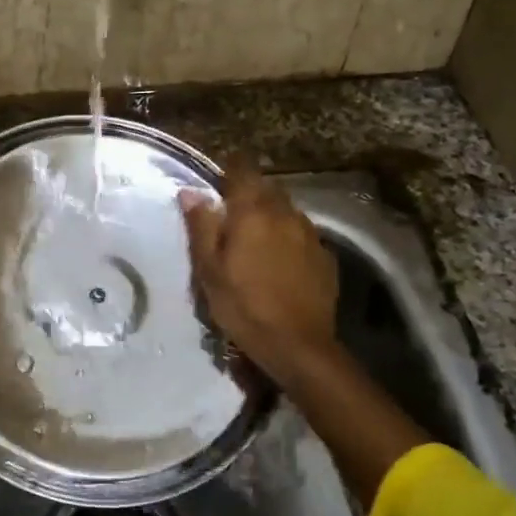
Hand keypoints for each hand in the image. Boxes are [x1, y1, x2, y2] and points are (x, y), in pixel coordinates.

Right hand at [180, 165, 339, 383]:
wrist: (298, 345)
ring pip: (286, 211)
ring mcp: (310, 234)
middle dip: (249, 195)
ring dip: (270, 217)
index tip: (217, 183)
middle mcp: (285, 213)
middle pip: (266, 189)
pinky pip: (302, 235)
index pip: (243, 170)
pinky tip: (279, 264)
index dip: (229, 171)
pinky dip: (288, 239)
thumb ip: (201, 226)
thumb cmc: (243, 306)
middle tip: (231, 218)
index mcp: (253, 211)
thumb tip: (191, 191)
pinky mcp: (325, 256)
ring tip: (255, 242)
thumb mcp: (209, 269)